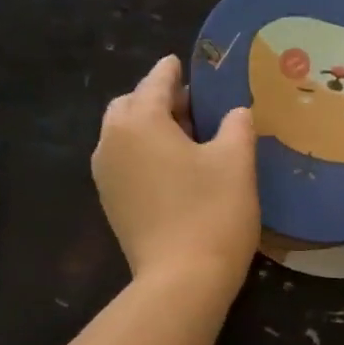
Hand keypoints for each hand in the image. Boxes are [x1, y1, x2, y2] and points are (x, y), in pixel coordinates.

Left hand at [92, 56, 258, 296]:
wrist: (182, 280)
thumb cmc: (213, 212)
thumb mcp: (237, 160)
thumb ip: (236, 125)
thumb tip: (234, 113)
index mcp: (139, 121)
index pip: (156, 82)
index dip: (174, 71)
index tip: (184, 63)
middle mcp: (111, 141)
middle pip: (131, 106)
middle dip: (157, 99)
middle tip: (193, 106)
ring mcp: (106, 175)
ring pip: (124, 135)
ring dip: (149, 127)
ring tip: (186, 138)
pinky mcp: (112, 203)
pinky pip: (125, 162)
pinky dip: (144, 153)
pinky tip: (173, 169)